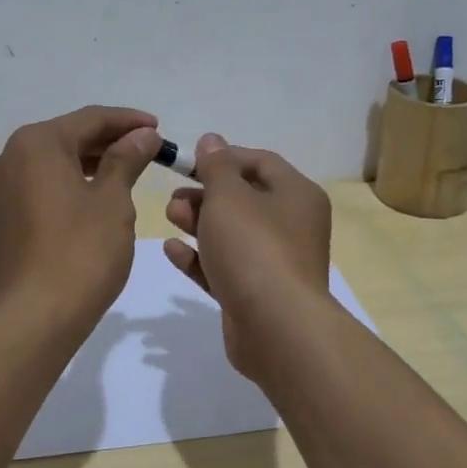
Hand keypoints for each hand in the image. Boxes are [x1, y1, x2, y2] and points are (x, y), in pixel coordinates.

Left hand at [0, 105, 162, 334]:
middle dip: (110, 141)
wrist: (32, 320)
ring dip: (90, 163)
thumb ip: (127, 159)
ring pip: (53, 163)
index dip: (129, 121)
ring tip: (129, 170)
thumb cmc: (80, 253)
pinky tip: (96, 195)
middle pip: (68, 137)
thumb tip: (143, 134)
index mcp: (35, 144)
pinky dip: (70, 184)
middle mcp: (8, 157)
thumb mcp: (113, 201)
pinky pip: (40, 186)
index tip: (160, 129)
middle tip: (149, 150)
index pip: (90, 119)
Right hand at [162, 133, 331, 377]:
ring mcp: (275, 263)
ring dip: (199, 222)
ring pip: (232, 234)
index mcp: (297, 195)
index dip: (224, 157)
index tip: (190, 162)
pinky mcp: (255, 295)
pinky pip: (225, 267)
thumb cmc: (254, 247)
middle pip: (244, 199)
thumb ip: (216, 166)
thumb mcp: (229, 196)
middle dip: (206, 194)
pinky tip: (172, 249)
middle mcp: (292, 226)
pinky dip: (200, 257)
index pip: (261, 162)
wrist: (276, 327)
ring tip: (170, 216)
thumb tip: (212, 140)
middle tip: (175, 196)